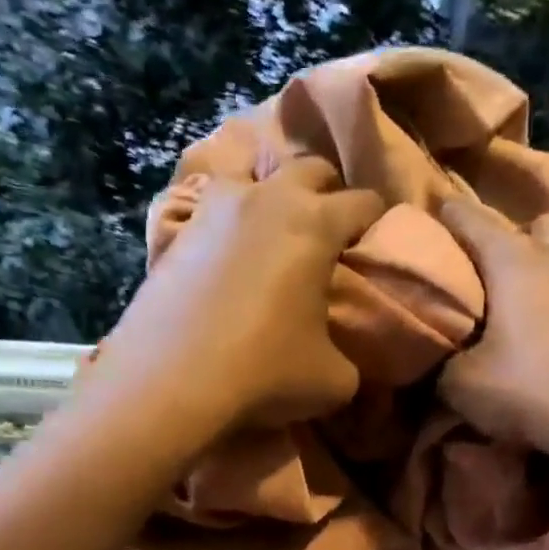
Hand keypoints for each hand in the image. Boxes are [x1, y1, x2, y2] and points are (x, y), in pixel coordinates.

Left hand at [89, 155, 382, 439]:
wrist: (172, 381)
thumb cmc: (264, 372)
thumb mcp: (333, 380)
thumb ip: (350, 359)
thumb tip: (343, 357)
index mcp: (317, 223)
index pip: (364, 201)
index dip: (376, 220)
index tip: (374, 240)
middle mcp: (269, 199)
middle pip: (310, 168)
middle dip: (327, 192)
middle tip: (328, 228)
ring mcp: (217, 208)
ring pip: (252, 172)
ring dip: (270, 191)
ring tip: (271, 225)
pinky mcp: (179, 231)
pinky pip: (210, 206)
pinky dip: (226, 218)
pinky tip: (226, 248)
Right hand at [438, 198, 548, 483]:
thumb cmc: (532, 387)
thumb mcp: (463, 385)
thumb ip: (443, 364)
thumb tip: (441, 360)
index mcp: (515, 261)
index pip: (472, 219)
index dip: (447, 214)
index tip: (431, 212)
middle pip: (537, 223)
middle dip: (513, 235)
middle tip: (489, 268)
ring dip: (544, 268)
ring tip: (519, 303)